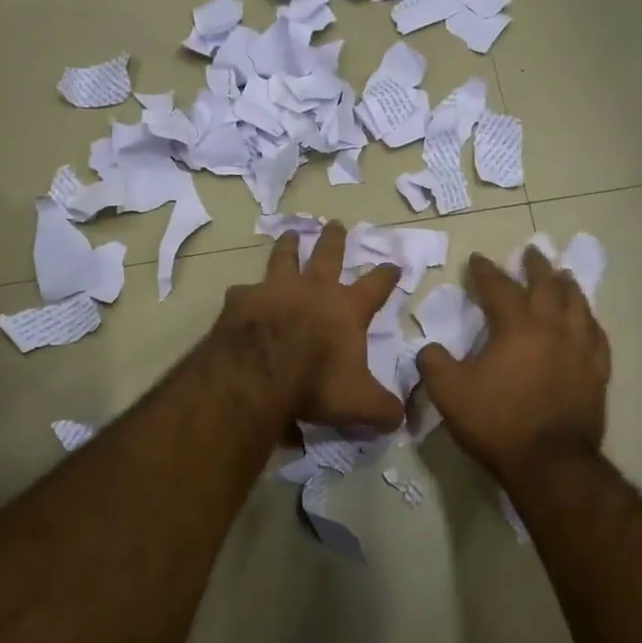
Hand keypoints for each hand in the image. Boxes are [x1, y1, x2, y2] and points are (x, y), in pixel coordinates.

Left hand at [213, 221, 404, 432]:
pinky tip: (240, 295)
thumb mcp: (359, 403)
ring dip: (289, 246)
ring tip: (290, 234)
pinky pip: (244, 291)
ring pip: (284, 258)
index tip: (393, 264)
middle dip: (335, 240)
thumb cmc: (316, 382)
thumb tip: (401, 418)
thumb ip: (383, 409)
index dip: (386, 275)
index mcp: (346, 308)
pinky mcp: (242, 300)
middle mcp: (313, 289)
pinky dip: (245, 293)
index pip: (375, 286)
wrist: (258, 372)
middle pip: (328, 255)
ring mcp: (275, 289)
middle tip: (336, 224)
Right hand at [416, 248, 609, 478]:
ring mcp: (580, 350)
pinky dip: (590, 322)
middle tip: (531, 251)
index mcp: (517, 326)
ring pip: (578, 306)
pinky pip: (597, 336)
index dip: (485, 271)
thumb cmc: (497, 422)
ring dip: (568, 287)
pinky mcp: (597, 374)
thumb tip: (429, 349)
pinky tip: (588, 321)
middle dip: (536, 267)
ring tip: (563, 276)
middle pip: (546, 287)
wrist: (550, 463)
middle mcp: (553, 329)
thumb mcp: (449, 393)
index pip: (499, 287)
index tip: (478, 259)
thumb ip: (434, 364)